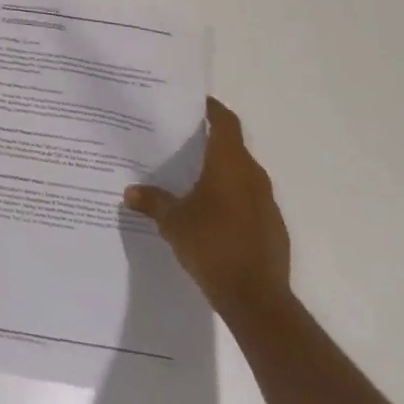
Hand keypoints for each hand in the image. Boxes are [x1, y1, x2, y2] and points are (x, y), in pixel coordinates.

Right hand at [125, 96, 289, 322]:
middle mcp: (252, 175)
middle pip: (233, 147)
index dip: (212, 109)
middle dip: (210, 143)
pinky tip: (212, 216)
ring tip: (193, 179)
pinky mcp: (274, 229)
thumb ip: (153, 202)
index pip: (225, 122)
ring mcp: (267, 203)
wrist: (257, 300)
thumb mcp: (173, 222)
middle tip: (182, 142)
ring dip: (222, 173)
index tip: (195, 104)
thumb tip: (130, 191)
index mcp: (229, 163)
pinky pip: (250, 202)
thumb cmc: (212, 245)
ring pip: (243, 175)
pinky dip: (232, 200)